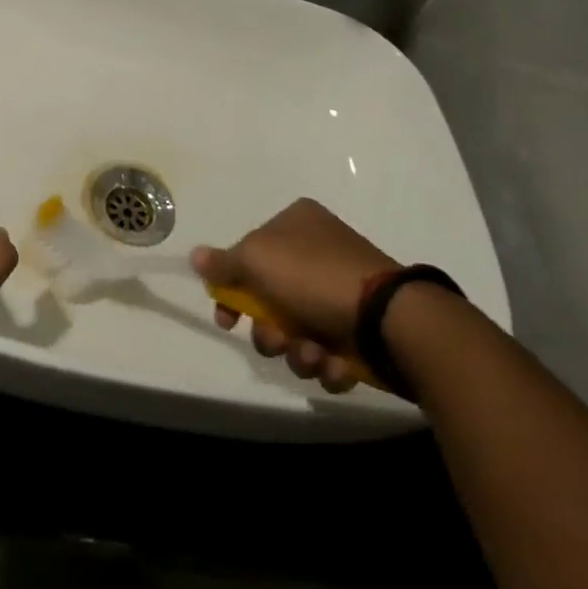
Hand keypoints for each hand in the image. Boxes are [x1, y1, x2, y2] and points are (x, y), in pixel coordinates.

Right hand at [191, 199, 398, 394]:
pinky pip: (329, 351)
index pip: (250, 255)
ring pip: (297, 331)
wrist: (391, 320)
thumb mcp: (258, 259)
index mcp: (296, 223)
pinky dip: (328, 364)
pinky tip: (338, 365)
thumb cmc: (315, 277)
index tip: (227, 320)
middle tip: (277, 340)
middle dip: (269, 331)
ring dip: (298, 352)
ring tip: (315, 355)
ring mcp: (342, 292)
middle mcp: (318, 252)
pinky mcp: (362, 330)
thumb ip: (224, 262)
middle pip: (271, 300)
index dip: (233, 290)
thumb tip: (196, 257)